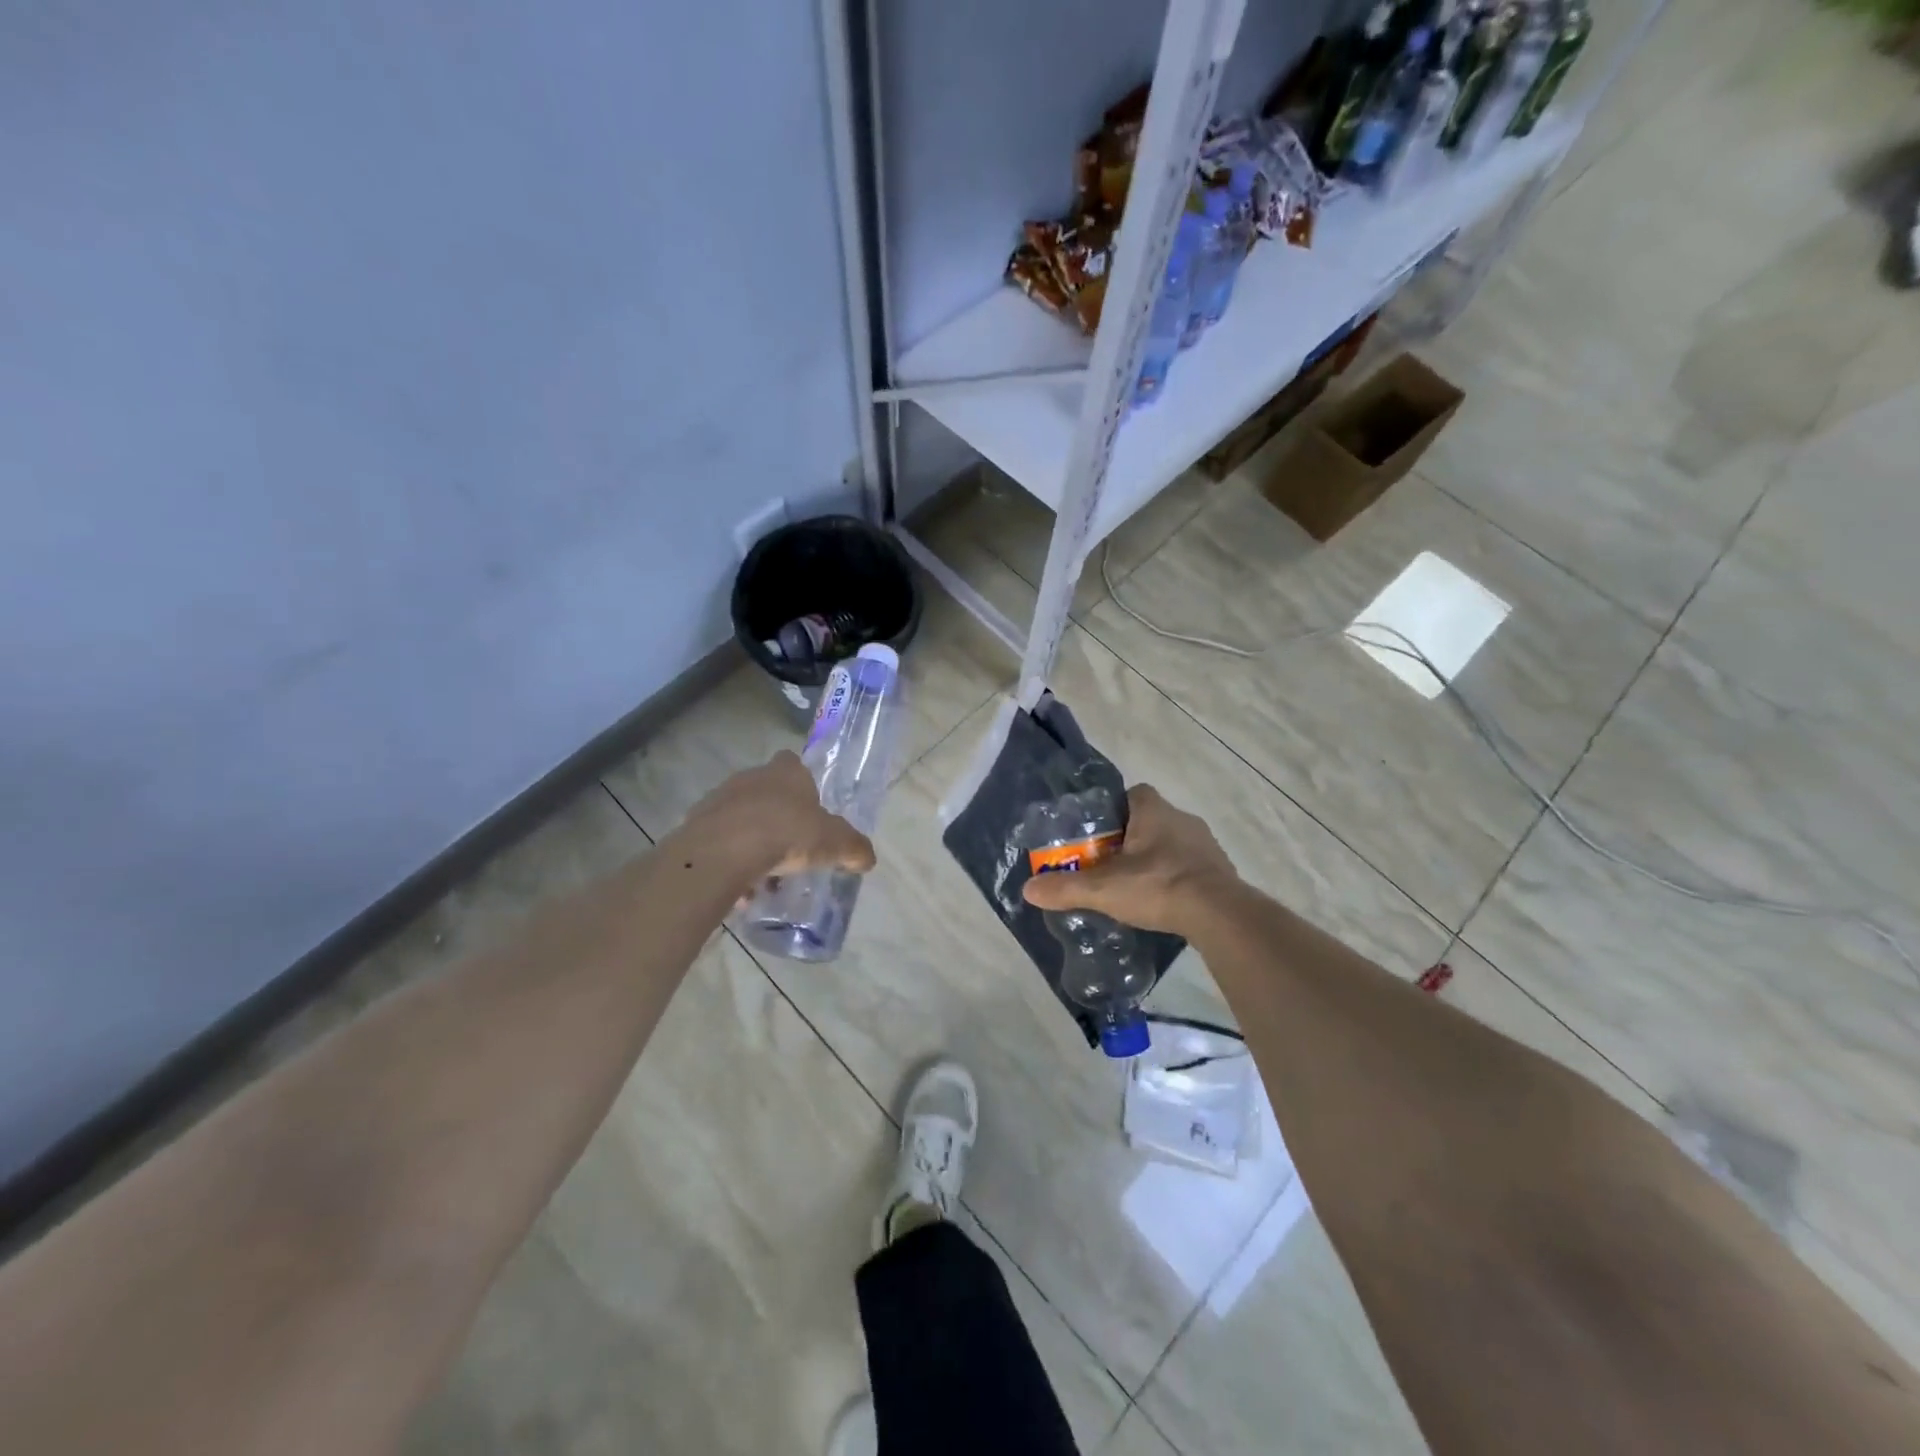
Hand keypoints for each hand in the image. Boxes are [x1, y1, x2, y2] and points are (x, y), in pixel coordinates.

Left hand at [675, 752, 876, 887]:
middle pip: (766, 793)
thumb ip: (854, 849)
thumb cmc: (787, 834)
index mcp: (786, 772)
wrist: (724, 851)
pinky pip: (719, 842)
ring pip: (740, 818)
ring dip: (751, 841)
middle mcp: (750, 777)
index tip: (808, 811)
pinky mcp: (695, 824)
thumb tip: (867, 858)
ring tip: (763, 876)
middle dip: (776, 818)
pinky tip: (739, 886)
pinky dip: (729, 860)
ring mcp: (719, 798)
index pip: (794, 764)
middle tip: (790, 848)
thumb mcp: (835, 844)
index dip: (802, 785)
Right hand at [1021, 783, 1238, 935]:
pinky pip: (1191, 867)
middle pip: (1151, 820)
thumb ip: (1066, 888)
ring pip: (1173, 844)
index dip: (1115, 810)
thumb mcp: (1104, 889)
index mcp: (1154, 811)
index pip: (1133, 794)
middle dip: (1132, 838)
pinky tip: (1165, 902)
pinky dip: (1177, 879)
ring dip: (1157, 859)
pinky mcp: (1220, 871)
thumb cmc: (1158, 886)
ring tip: (1137, 886)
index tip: (1100, 834)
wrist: (1219, 914)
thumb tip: (1028, 889)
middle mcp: (1182, 819)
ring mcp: (1206, 845)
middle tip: (1111, 865)